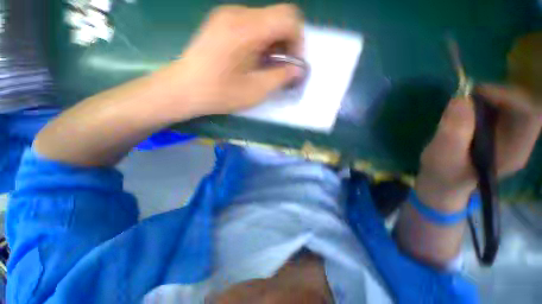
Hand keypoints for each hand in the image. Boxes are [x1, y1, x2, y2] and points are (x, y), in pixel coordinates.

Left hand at [163, 4, 303, 118]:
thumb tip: (297, 69)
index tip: (292, 63)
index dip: (298, 40)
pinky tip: (253, 59)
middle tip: (280, 67)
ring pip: (265, 20)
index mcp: (247, 28)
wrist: (184, 88)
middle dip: (286, 43)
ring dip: (273, 43)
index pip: (289, 17)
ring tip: (266, 66)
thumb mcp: (256, 90)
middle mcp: (238, 13)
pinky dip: (260, 40)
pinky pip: (251, 24)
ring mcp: (227, 15)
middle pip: (277, 16)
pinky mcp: (221, 21)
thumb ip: (281, 77)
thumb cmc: (220, 93)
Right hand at [416, 84, 541, 211]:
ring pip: (512, 103)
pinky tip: (466, 109)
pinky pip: (500, 107)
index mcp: (514, 152)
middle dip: (498, 94)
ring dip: (490, 96)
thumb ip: (453, 132)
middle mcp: (519, 141)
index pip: (530, 115)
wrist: (443, 180)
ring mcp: (510, 135)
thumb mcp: (443, 156)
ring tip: (464, 103)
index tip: (478, 93)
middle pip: (524, 105)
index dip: (511, 98)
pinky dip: (484, 101)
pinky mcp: (498, 130)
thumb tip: (460, 99)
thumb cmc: (443, 173)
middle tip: (468, 95)